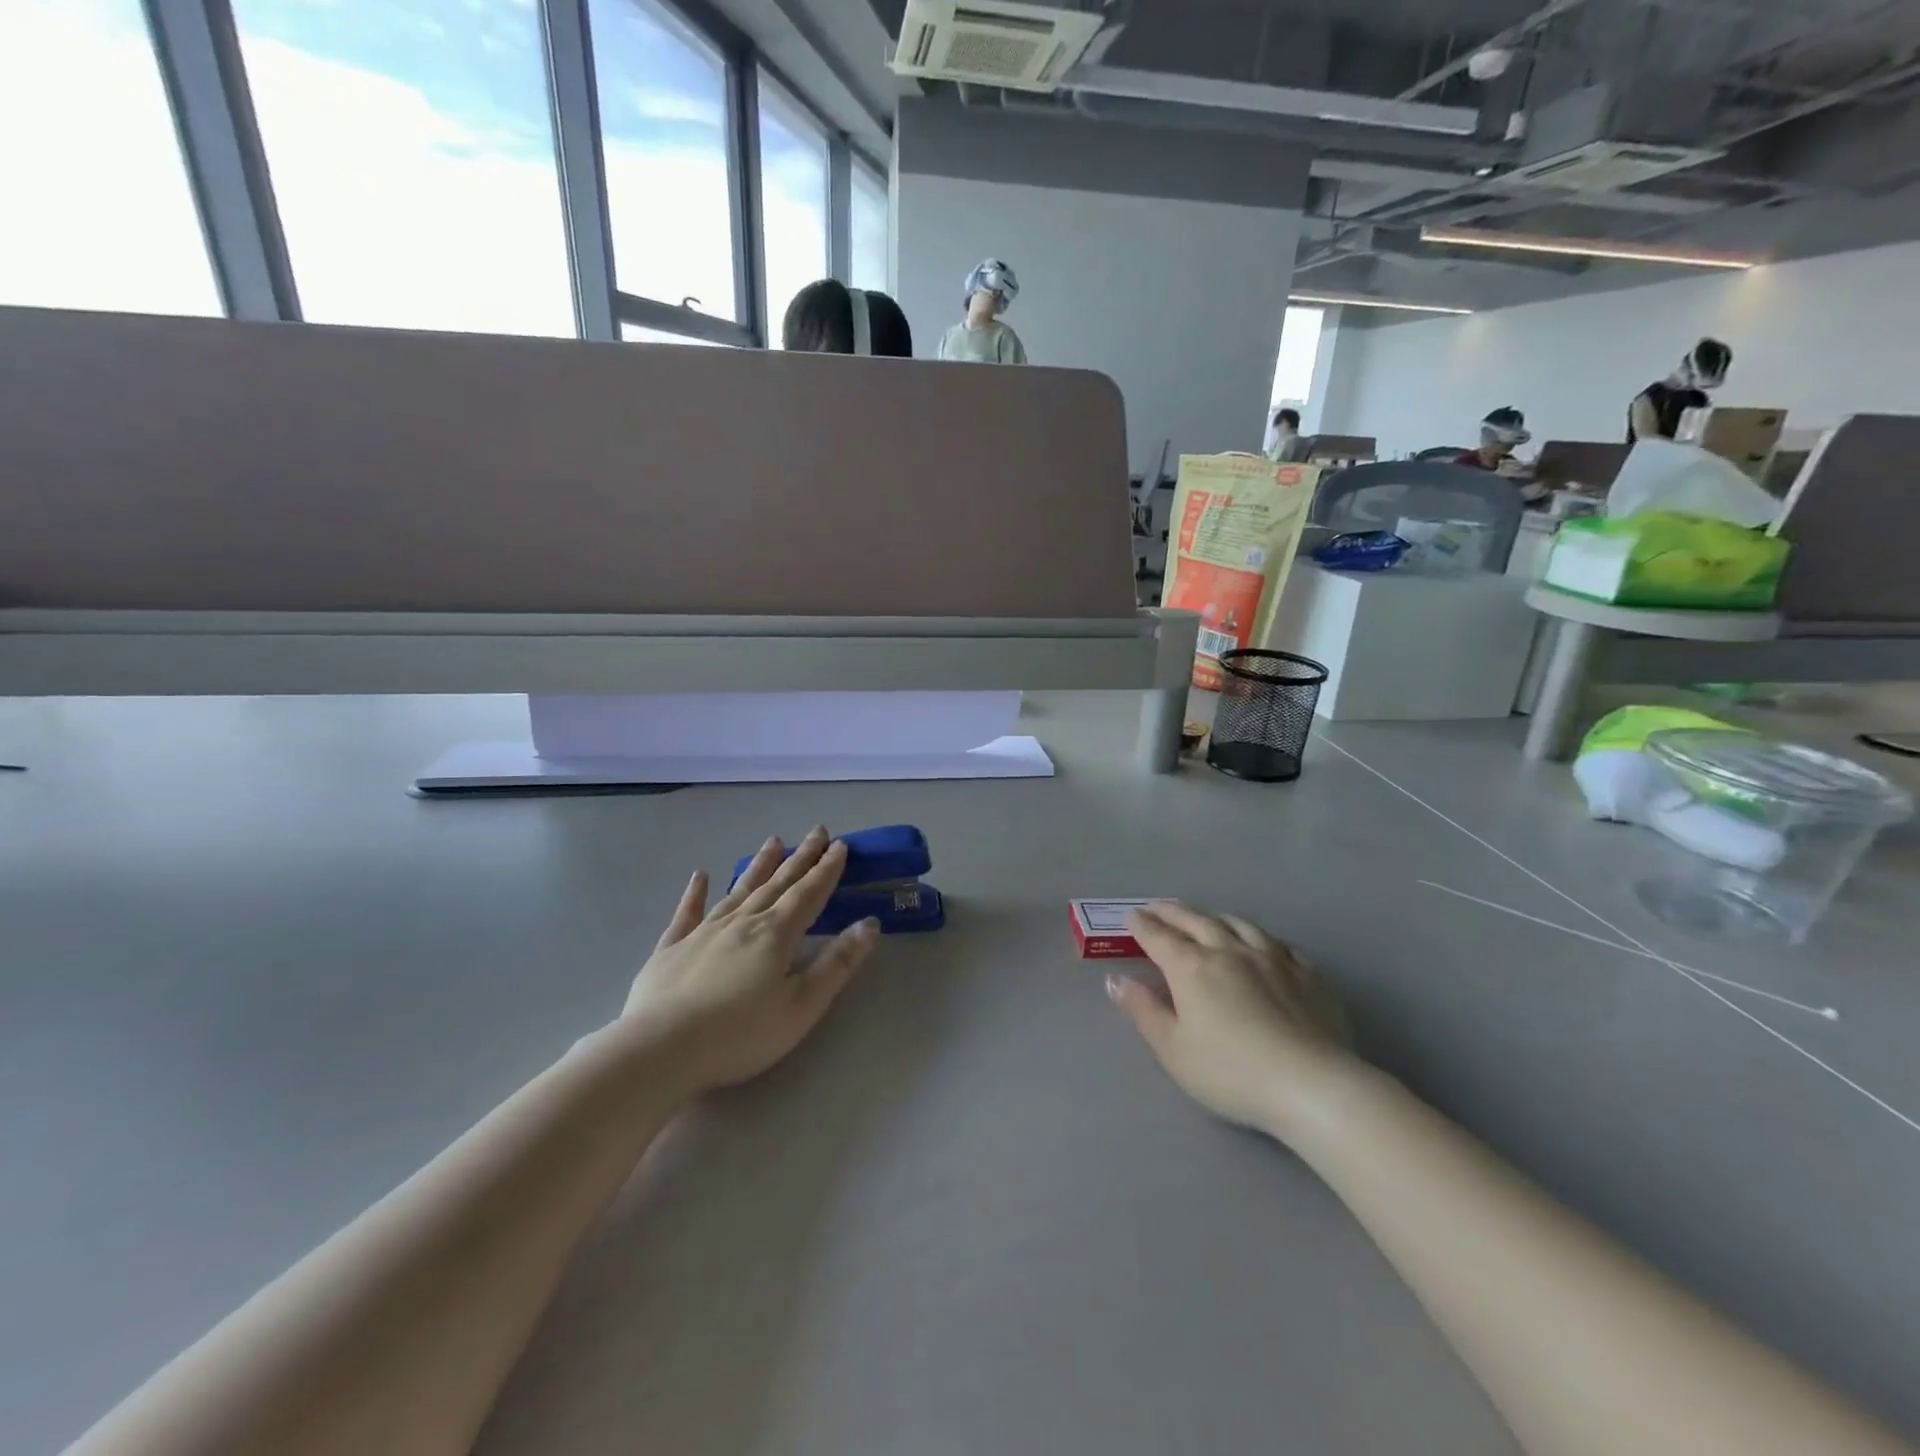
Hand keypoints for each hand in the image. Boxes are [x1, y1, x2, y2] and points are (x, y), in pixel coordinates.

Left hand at [621, 828, 877, 1097]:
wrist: (659, 1050)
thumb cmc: (739, 1034)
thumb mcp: (801, 1006)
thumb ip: (837, 964)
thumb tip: (869, 925)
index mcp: (775, 935)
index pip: (808, 894)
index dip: (826, 870)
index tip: (840, 846)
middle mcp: (742, 923)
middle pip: (777, 884)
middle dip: (800, 858)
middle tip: (817, 831)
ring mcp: (703, 933)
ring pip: (739, 890)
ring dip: (758, 866)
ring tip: (773, 841)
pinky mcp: (671, 949)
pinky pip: (687, 913)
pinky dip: (695, 893)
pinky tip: (700, 876)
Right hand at [1107, 903, 1354, 1137]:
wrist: (1312, 1085)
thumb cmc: (1231, 1072)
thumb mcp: (1173, 1050)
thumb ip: (1143, 1011)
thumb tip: (1116, 980)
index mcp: (1191, 967)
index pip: (1159, 937)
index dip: (1142, 926)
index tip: (1132, 918)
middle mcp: (1228, 951)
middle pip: (1195, 921)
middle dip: (1172, 912)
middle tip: (1159, 908)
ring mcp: (1272, 958)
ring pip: (1238, 924)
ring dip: (1215, 917)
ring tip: (1207, 918)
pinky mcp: (1307, 974)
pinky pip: (1279, 943)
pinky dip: (1261, 938)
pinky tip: (1263, 945)